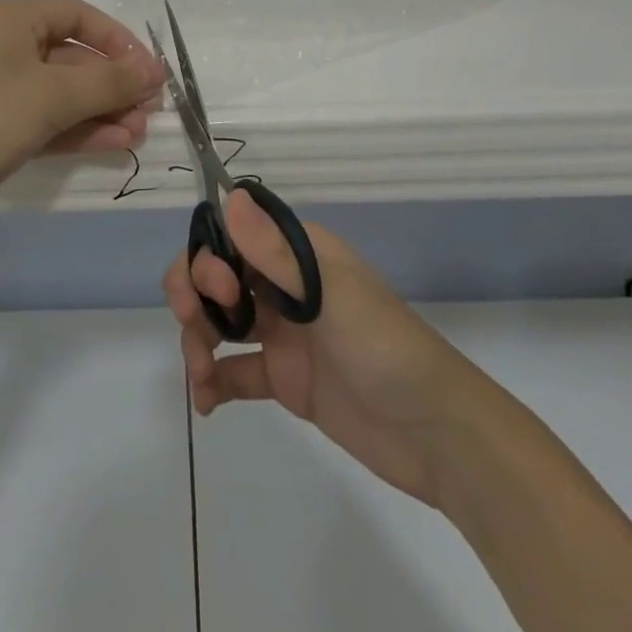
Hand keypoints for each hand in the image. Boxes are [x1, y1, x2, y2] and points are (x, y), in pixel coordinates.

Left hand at [0, 0, 164, 215]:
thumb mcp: (53, 95)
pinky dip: (76, 128)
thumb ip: (110, 81)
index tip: (149, 71)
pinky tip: (111, 143)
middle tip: (148, 110)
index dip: (118, 40)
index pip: (77, 15)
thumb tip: (155, 69)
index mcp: (9, 19)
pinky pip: (44, 119)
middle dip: (112, 82)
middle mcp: (1, 47)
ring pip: (60, 92)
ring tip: (137, 133)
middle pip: (71, 55)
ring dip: (100, 109)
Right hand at [164, 191, 477, 508]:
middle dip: (195, 295)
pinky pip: (234, 370)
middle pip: (218, 275)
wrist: (437, 436)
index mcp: (298, 254)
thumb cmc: (385, 349)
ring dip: (198, 340)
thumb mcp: (331, 296)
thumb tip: (229, 195)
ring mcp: (283, 332)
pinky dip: (213, 381)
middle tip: (194, 327)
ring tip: (200, 377)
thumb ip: (275, 252)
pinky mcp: (284, 378)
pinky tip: (205, 401)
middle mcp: (284, 285)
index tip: (219, 289)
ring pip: (219, 320)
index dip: (209, 256)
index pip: (233, 235)